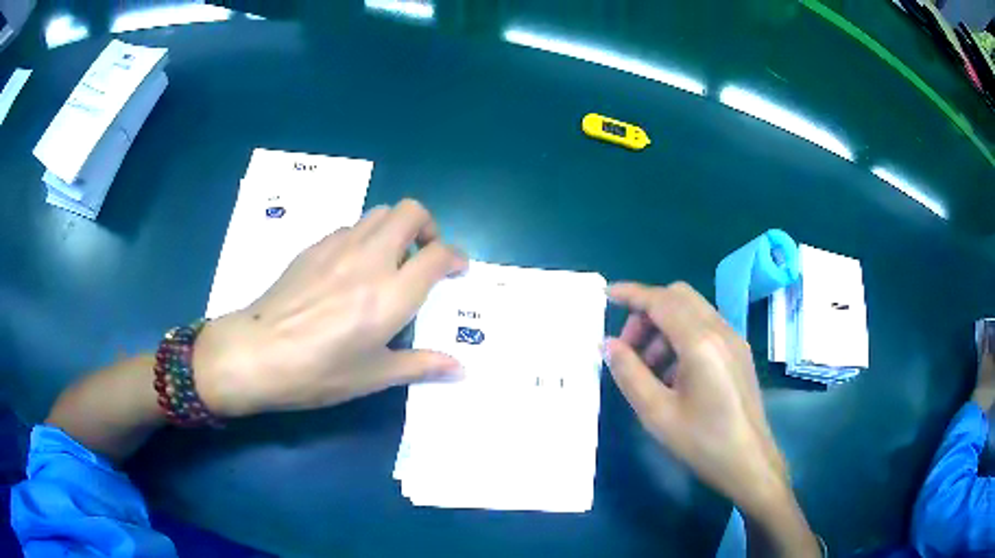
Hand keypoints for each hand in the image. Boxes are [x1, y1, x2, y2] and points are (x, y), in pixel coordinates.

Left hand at [193, 199, 466, 417]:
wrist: (257, 353)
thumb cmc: (319, 372)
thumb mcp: (374, 376)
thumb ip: (422, 366)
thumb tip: (461, 370)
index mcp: (392, 295)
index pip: (438, 255)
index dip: (456, 257)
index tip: (457, 270)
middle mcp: (370, 259)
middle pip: (411, 212)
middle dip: (429, 227)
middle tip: (424, 256)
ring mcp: (339, 247)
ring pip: (380, 212)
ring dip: (396, 228)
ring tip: (390, 260)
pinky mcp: (314, 247)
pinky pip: (351, 227)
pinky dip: (365, 238)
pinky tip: (351, 269)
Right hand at [605, 282, 819, 556]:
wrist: (749, 462)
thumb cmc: (702, 442)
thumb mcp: (657, 413)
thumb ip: (629, 374)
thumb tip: (609, 344)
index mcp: (700, 342)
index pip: (661, 301)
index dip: (631, 294)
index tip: (607, 296)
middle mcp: (720, 330)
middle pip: (678, 297)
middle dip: (647, 312)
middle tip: (629, 348)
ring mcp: (734, 339)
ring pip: (692, 310)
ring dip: (664, 326)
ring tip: (649, 368)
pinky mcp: (739, 351)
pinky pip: (705, 327)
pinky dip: (682, 336)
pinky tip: (674, 375)